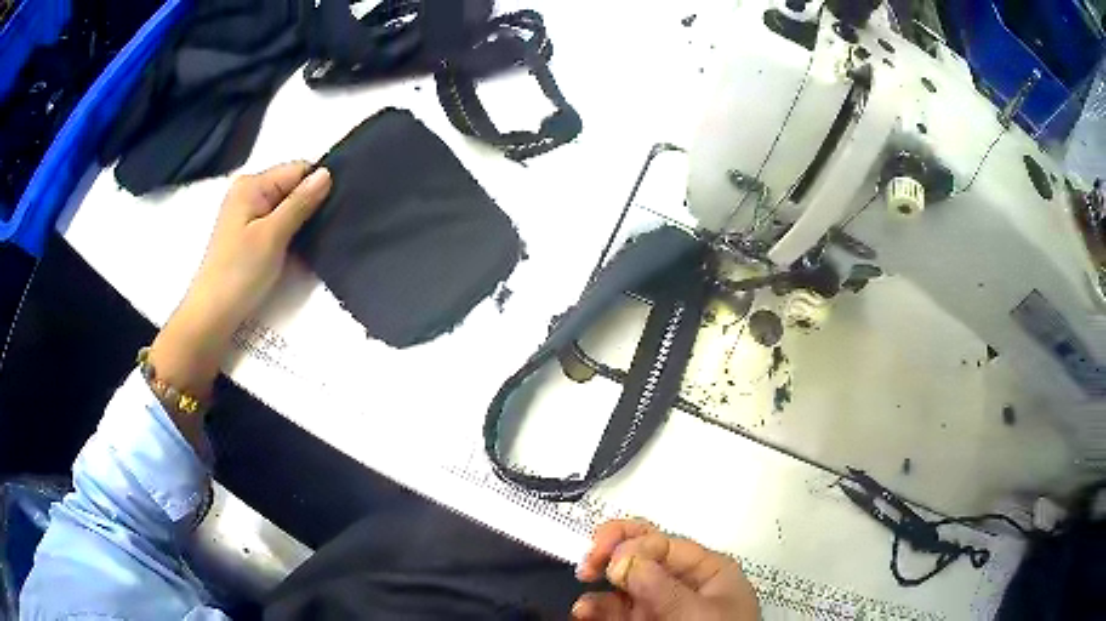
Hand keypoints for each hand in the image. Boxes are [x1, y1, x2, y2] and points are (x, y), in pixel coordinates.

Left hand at [149, 162, 330, 438]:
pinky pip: (277, 221)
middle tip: (330, 227)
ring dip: (301, 220)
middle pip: (291, 185)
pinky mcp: (247, 233)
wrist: (212, 315)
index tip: (337, 207)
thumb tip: (327, 173)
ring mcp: (246, 212)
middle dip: (310, 203)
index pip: (298, 170)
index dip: (318, 185)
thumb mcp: (273, 235)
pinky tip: (298, 246)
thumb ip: (300, 203)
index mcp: (252, 184)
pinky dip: (289, 231)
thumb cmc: (240, 273)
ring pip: (286, 205)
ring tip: (317, 238)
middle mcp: (248, 191)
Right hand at [573, 520, 758, 620]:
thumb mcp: (698, 612)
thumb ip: (663, 587)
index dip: (632, 544)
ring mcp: (661, 608)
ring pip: (622, 585)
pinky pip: (615, 610)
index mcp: (708, 572)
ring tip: (586, 605)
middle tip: (588, 564)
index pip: (664, 543)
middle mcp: (681, 586)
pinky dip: (596, 608)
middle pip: (642, 556)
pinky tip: (586, 613)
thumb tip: (624, 558)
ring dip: (599, 588)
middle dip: (610, 555)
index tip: (609, 561)